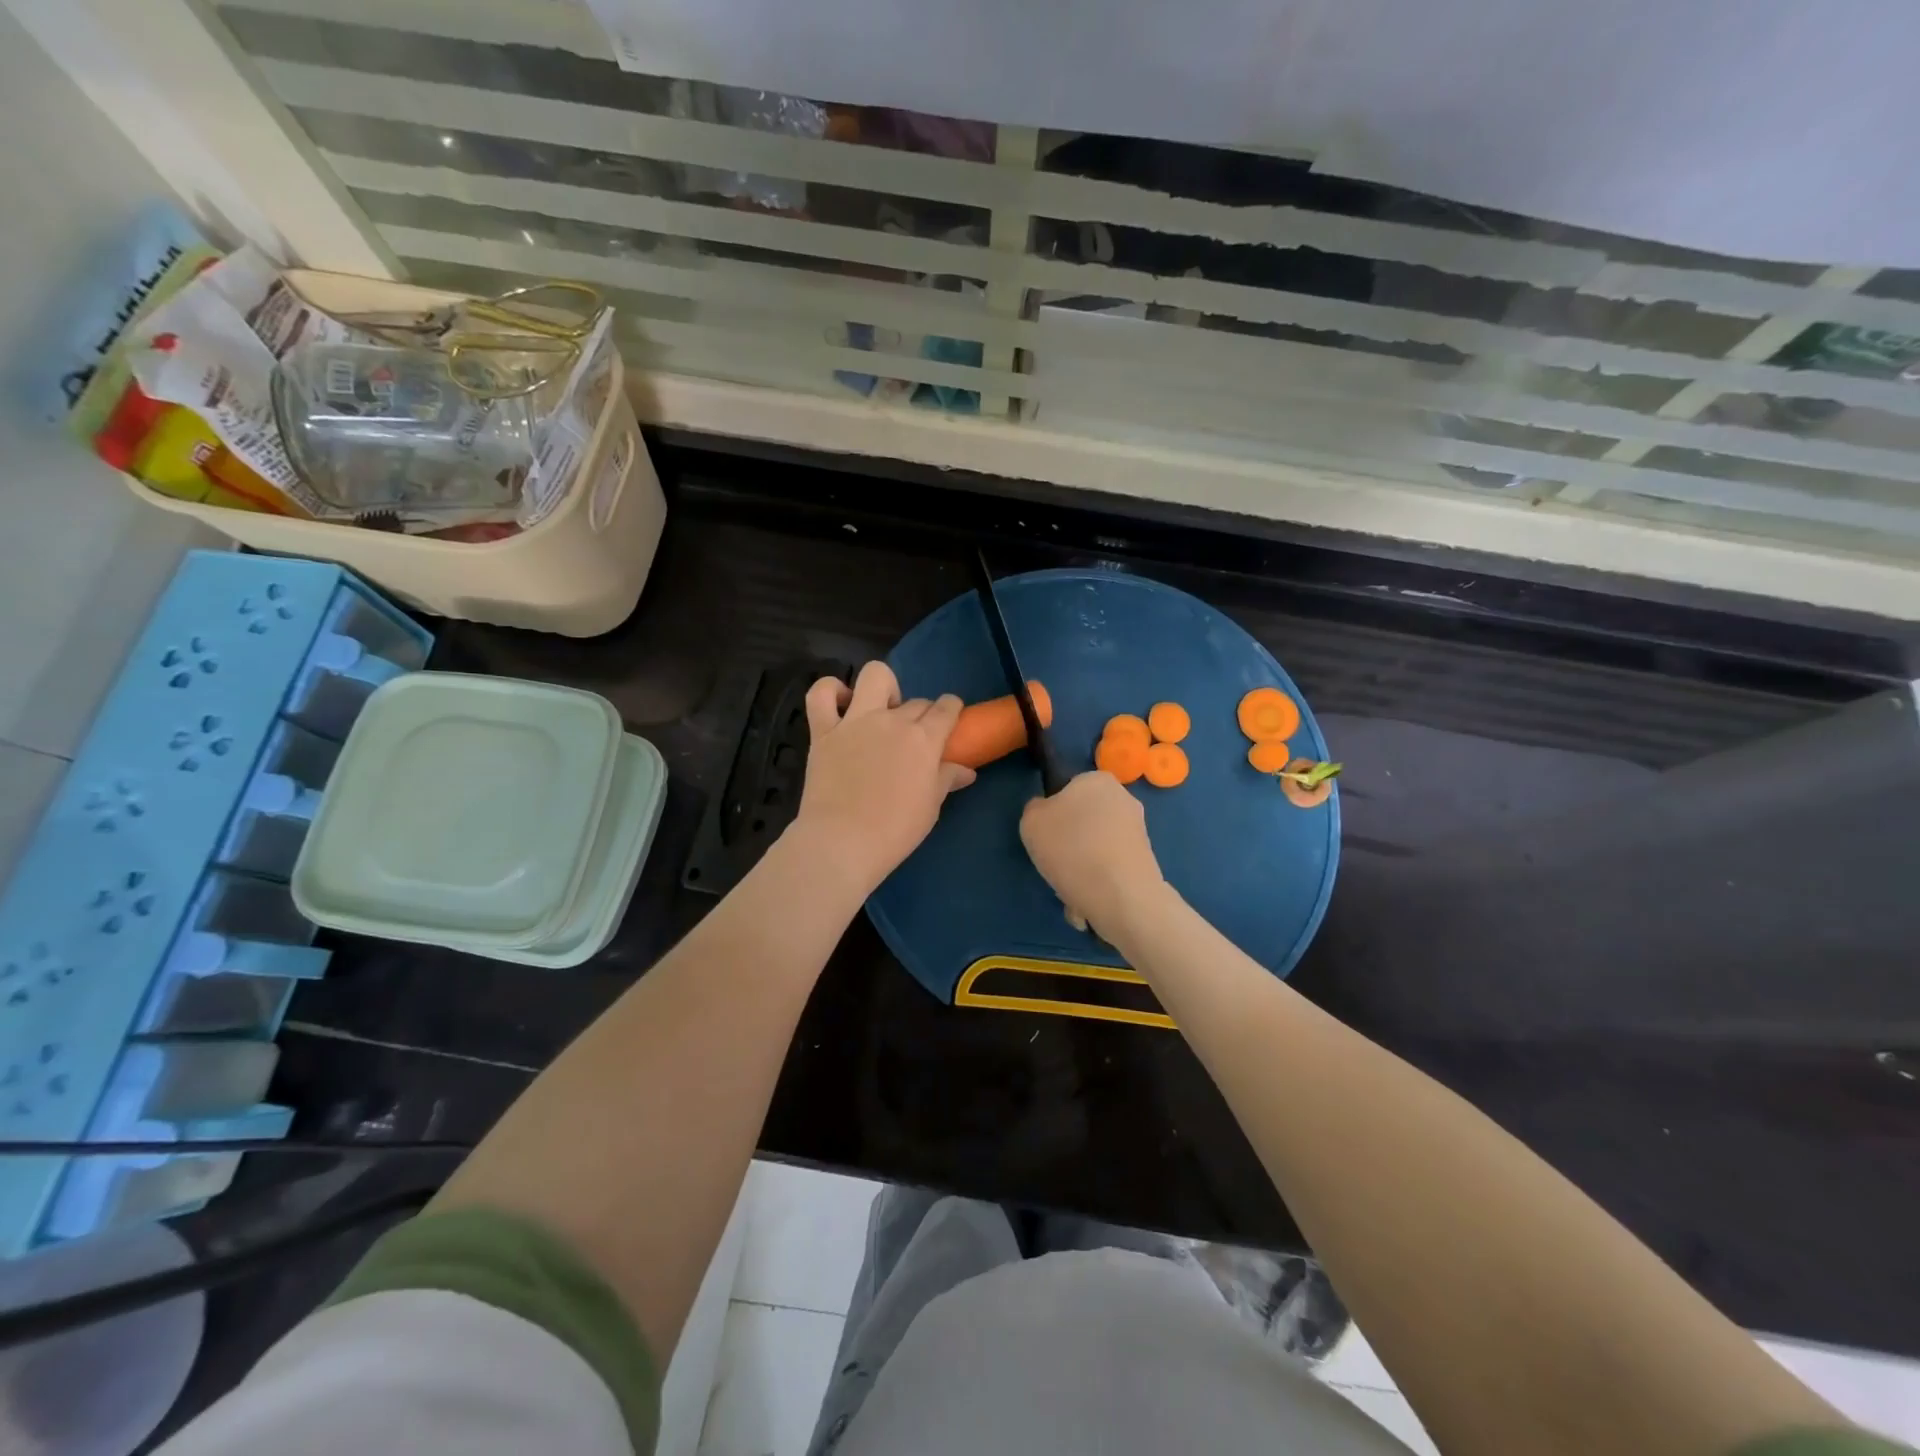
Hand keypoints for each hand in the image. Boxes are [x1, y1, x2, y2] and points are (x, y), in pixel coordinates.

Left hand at [793, 661, 974, 894]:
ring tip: (880, 709)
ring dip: (883, 687)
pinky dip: (830, 690)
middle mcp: (892, 720)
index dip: (951, 709)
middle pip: (916, 701)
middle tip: (915, 738)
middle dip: (922, 713)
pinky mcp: (823, 731)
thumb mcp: (930, 807)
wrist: (842, 842)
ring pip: (874, 676)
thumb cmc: (895, 830)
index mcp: (924, 739)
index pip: (946, 708)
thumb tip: (967, 770)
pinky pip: (821, 694)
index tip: (950, 717)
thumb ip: (947, 779)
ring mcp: (855, 721)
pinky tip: (840, 704)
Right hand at [1020, 771, 1167, 940]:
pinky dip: (1098, 880)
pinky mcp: (1146, 860)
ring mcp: (1139, 830)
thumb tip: (1048, 812)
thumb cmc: (1071, 848)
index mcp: (1097, 780)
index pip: (1067, 789)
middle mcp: (1124, 798)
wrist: (1121, 897)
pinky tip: (1089, 897)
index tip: (1046, 835)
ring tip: (1072, 887)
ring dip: (1082, 864)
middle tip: (1056, 861)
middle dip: (1070, 840)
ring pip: (1097, 845)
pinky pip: (1110, 866)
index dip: (1053, 812)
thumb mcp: (1031, 821)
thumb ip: (1035, 809)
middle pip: (1084, 818)